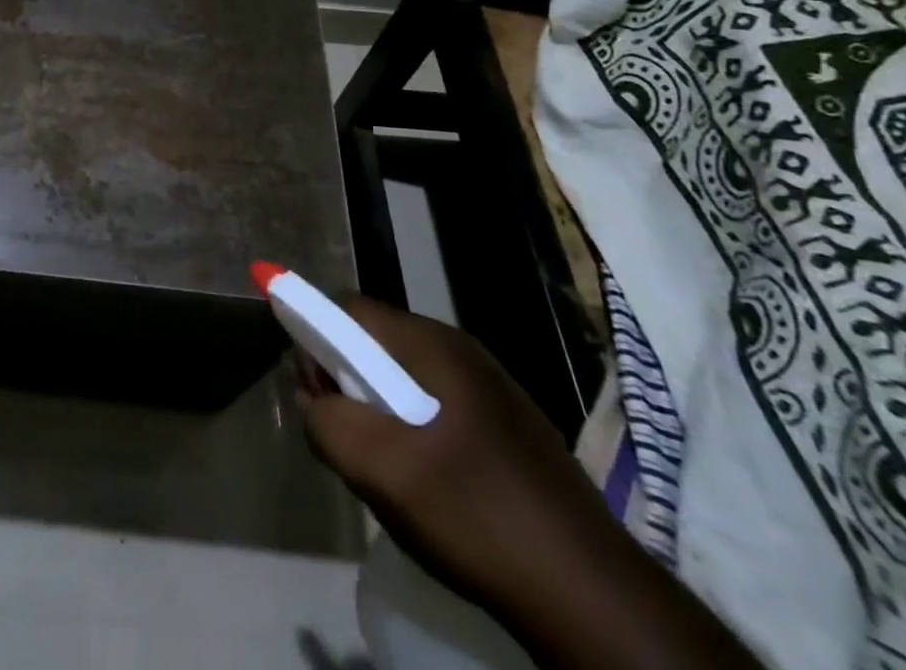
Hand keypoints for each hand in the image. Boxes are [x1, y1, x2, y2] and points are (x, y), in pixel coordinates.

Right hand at [296, 297, 624, 628]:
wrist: (593, 595)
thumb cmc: (476, 513)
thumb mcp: (382, 470)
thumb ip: (328, 423)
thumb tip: (314, 401)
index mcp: (432, 343)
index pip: (349, 309)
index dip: (315, 338)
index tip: (312, 393)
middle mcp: (460, 350)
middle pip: (376, 343)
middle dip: (347, 382)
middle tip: (345, 440)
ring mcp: (490, 388)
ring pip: (405, 379)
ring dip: (379, 412)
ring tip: (384, 470)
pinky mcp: (509, 427)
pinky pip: (437, 409)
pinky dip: (413, 432)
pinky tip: (426, 486)